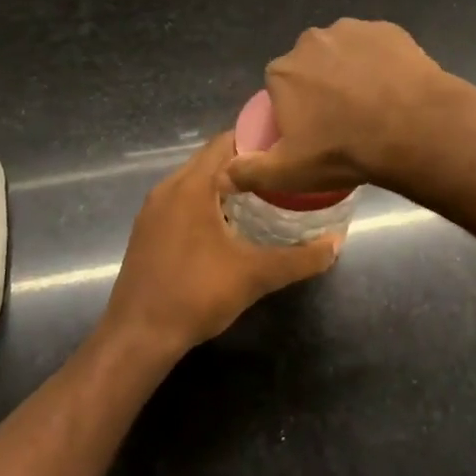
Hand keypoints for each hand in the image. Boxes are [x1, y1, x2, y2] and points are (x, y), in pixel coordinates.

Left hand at [102, 134, 338, 359]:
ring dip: (223, 182)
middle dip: (244, 162)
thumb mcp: (255, 275)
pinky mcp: (146, 229)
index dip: (256, 139)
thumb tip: (337, 243)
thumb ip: (300, 258)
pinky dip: (204, 200)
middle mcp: (168, 188)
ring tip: (261, 193)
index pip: (225, 142)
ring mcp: (153, 209)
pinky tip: (227, 222)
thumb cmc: (196, 295)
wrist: (138, 336)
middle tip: (280, 171)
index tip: (286, 147)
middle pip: (209, 158)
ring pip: (193, 180)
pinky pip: (180, 199)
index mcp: (191, 186)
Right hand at [222, 18, 444, 199]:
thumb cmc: (344, 150)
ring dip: (351, 69)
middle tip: (344, 119)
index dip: (295, 108)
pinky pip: (377, 46)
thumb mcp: (290, 172)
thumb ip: (250, 172)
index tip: (314, 131)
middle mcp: (311, 41)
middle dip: (321, 85)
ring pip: (344, 51)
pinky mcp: (388, 29)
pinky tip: (394, 87)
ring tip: (374, 104)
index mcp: (283, 71)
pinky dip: (381, 61)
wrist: (412, 127)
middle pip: (310, 64)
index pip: (279, 86)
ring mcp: (352, 30)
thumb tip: (220, 178)